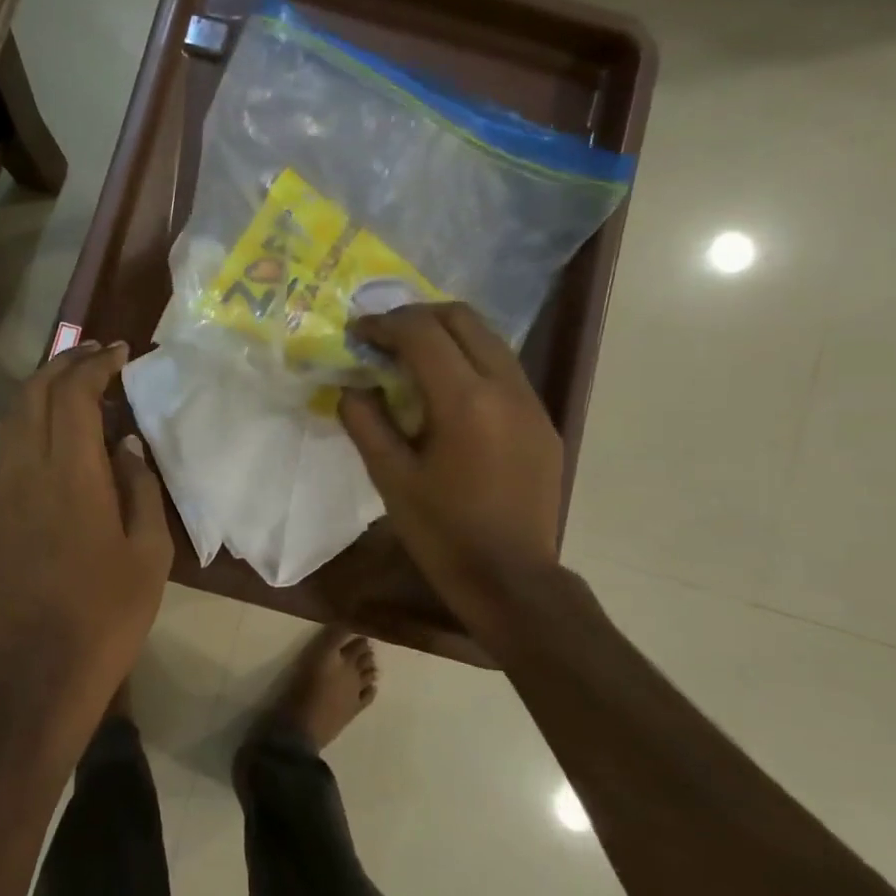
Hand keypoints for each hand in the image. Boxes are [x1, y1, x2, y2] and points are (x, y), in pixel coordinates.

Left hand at [0, 340, 172, 729]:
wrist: (39, 670)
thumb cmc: (108, 614)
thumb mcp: (149, 553)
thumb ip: (139, 488)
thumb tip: (126, 444)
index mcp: (72, 477)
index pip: (73, 395)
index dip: (95, 365)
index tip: (121, 352)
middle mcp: (29, 471)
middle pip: (34, 394)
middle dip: (64, 363)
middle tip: (98, 355)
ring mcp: (5, 491)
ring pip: (14, 415)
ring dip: (43, 387)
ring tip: (77, 381)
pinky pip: (9, 443)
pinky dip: (31, 416)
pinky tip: (57, 427)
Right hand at [338, 303, 563, 626]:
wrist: (512, 579)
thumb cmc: (442, 533)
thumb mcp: (390, 478)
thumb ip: (366, 421)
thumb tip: (352, 386)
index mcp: (464, 401)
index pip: (422, 333)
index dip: (384, 323)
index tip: (358, 332)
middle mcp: (505, 387)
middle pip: (463, 318)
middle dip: (418, 316)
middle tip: (385, 336)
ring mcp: (531, 403)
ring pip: (489, 339)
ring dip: (447, 336)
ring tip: (412, 357)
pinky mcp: (542, 421)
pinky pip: (504, 370)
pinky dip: (470, 361)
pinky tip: (447, 392)